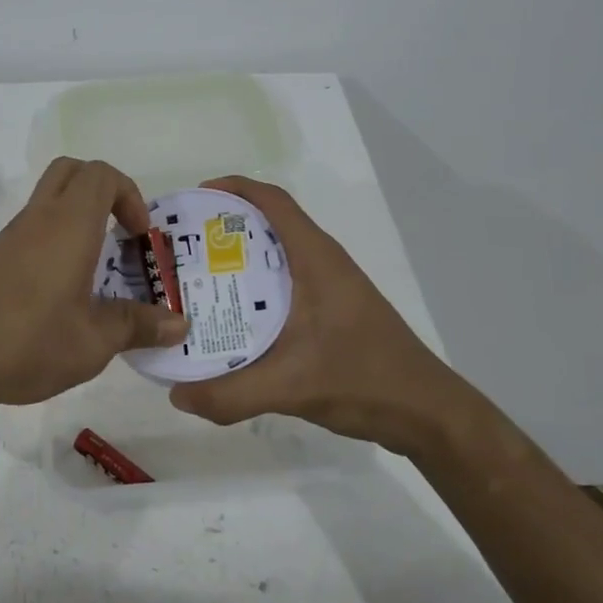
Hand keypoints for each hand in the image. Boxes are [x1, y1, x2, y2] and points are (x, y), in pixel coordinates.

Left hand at [0, 157, 190, 413]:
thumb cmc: (24, 342)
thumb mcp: (92, 343)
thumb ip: (137, 327)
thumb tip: (180, 323)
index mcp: (69, 225)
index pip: (102, 174)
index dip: (130, 195)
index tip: (139, 236)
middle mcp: (38, 219)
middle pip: (72, 172)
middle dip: (104, 192)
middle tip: (120, 236)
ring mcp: (10, 237)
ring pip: (49, 200)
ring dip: (78, 219)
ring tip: (97, 272)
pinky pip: (31, 230)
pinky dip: (55, 241)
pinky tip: (60, 294)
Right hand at [166, 176, 454, 454]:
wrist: (428, 414)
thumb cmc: (364, 380)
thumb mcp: (291, 387)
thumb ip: (230, 394)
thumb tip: (175, 394)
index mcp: (316, 259)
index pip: (273, 201)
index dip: (233, 189)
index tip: (193, 199)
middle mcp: (323, 263)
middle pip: (268, 225)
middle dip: (223, 228)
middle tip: (181, 249)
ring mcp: (331, 288)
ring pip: (276, 257)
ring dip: (238, 260)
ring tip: (195, 281)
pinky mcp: (333, 312)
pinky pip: (285, 285)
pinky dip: (254, 289)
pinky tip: (231, 319)